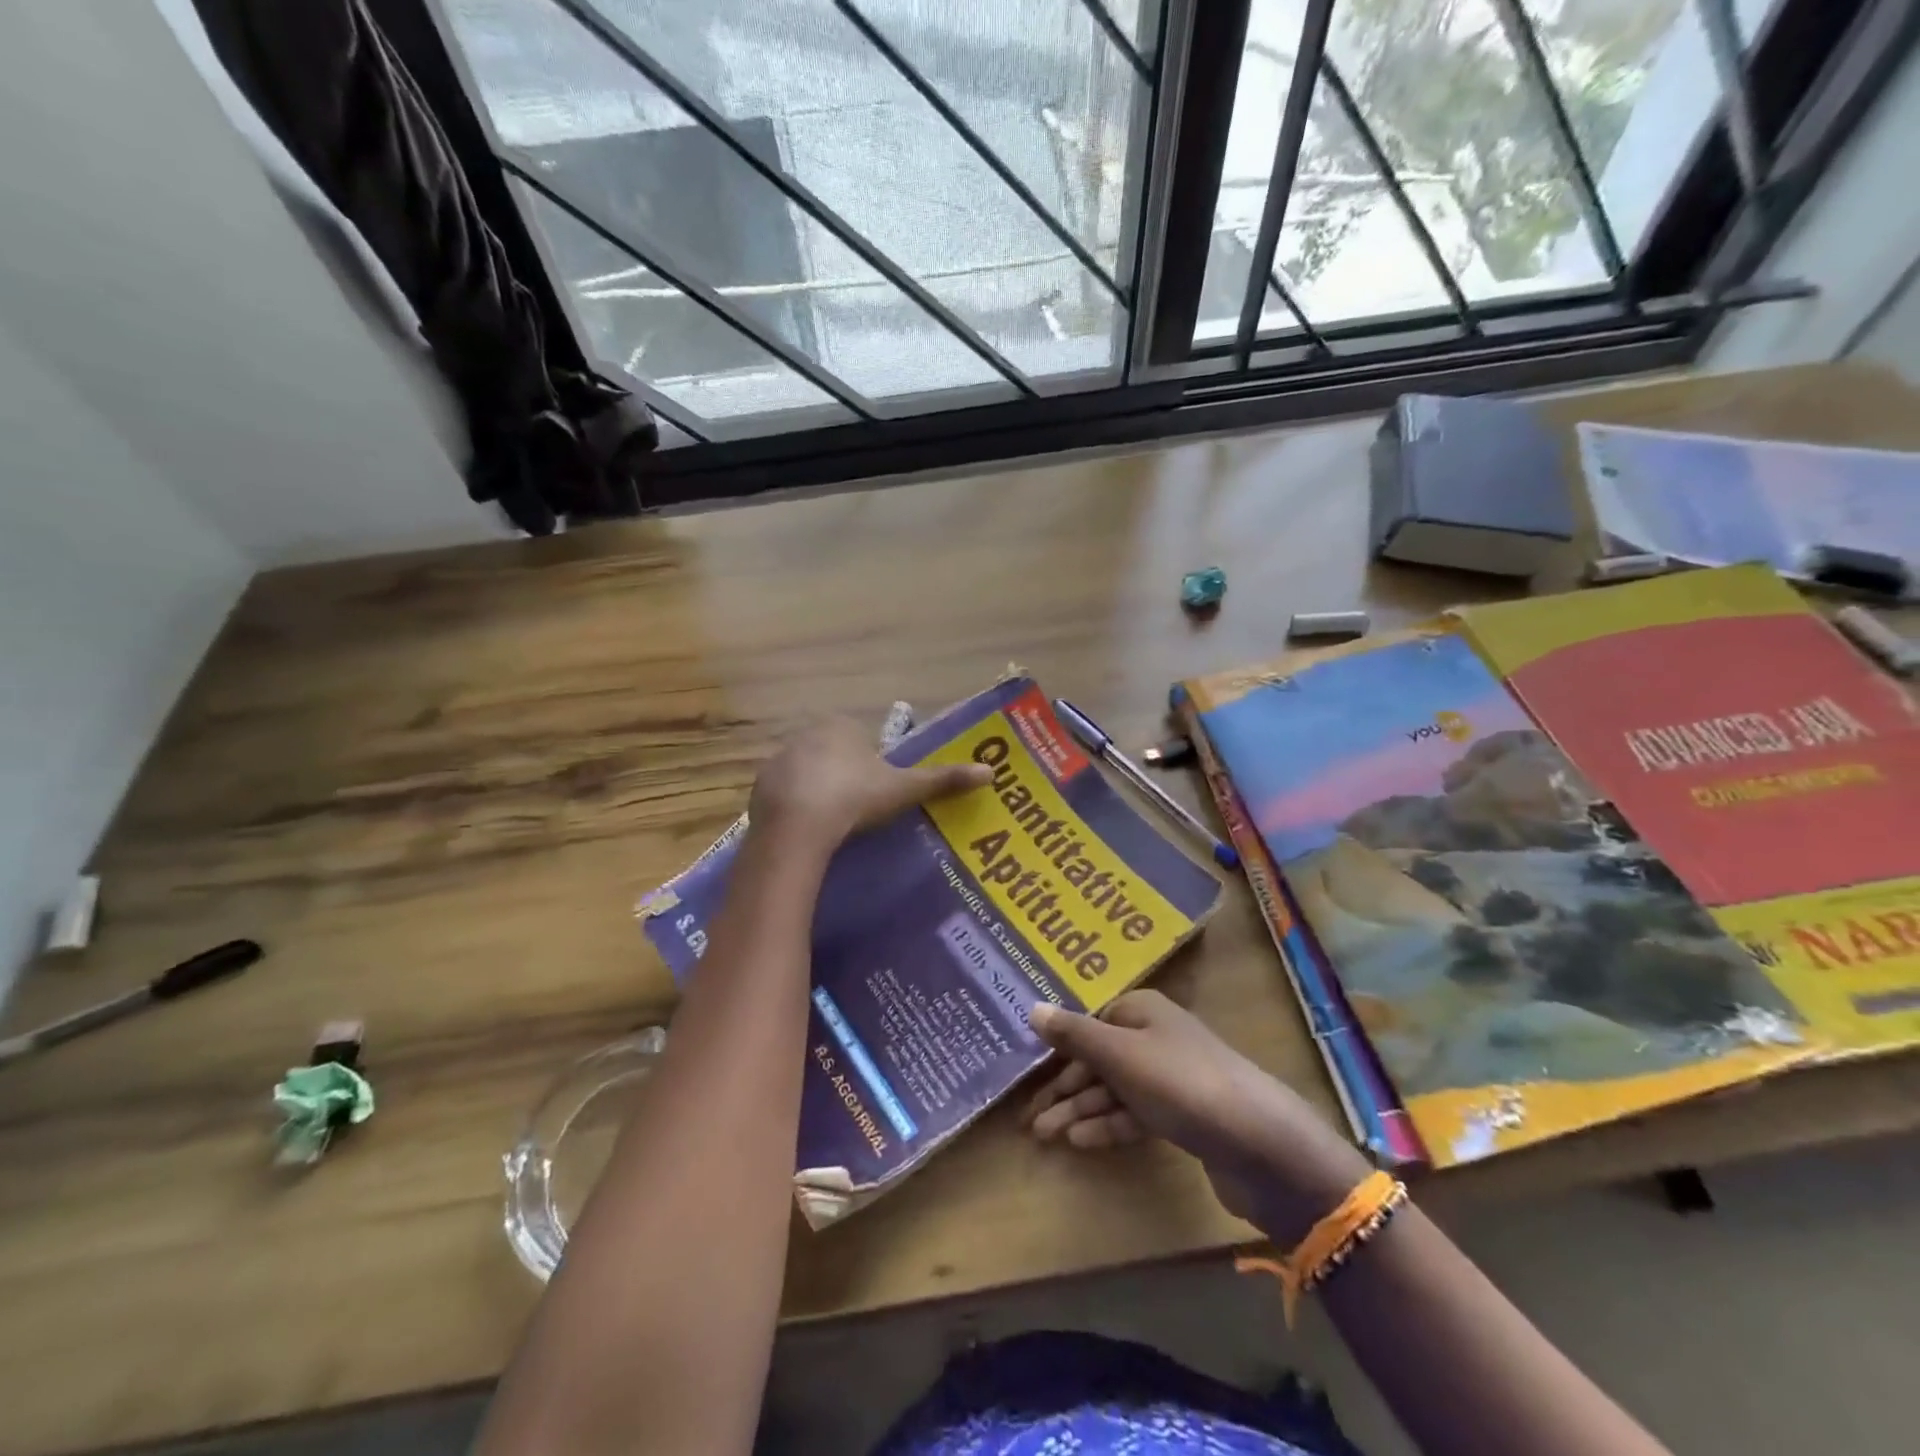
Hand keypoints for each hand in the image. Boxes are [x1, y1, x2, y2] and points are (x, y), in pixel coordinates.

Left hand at [749, 717, 990, 851]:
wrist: (798, 827)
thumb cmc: (855, 798)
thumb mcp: (904, 789)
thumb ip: (943, 779)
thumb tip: (989, 772)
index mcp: (841, 726)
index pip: (860, 738)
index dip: (871, 764)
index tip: (878, 792)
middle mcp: (806, 734)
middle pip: (832, 753)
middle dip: (844, 775)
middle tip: (859, 810)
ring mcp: (779, 759)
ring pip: (807, 773)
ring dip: (818, 790)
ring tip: (833, 824)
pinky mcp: (760, 787)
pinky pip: (784, 794)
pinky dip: (795, 807)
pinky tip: (808, 831)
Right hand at [1021, 991, 1372, 1240]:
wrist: (1259, 1142)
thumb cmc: (1181, 1082)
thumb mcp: (1120, 1054)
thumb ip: (1074, 1034)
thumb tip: (1031, 1007)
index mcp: (1141, 1011)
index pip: (1089, 1024)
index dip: (1058, 1049)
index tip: (1026, 1074)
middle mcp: (1155, 1037)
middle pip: (1098, 1059)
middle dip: (1064, 1088)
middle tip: (1029, 1117)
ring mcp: (1170, 1079)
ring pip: (1113, 1090)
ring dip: (1080, 1110)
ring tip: (1044, 1134)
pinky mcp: (1182, 1116)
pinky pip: (1134, 1116)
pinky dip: (1107, 1126)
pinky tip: (1079, 1141)